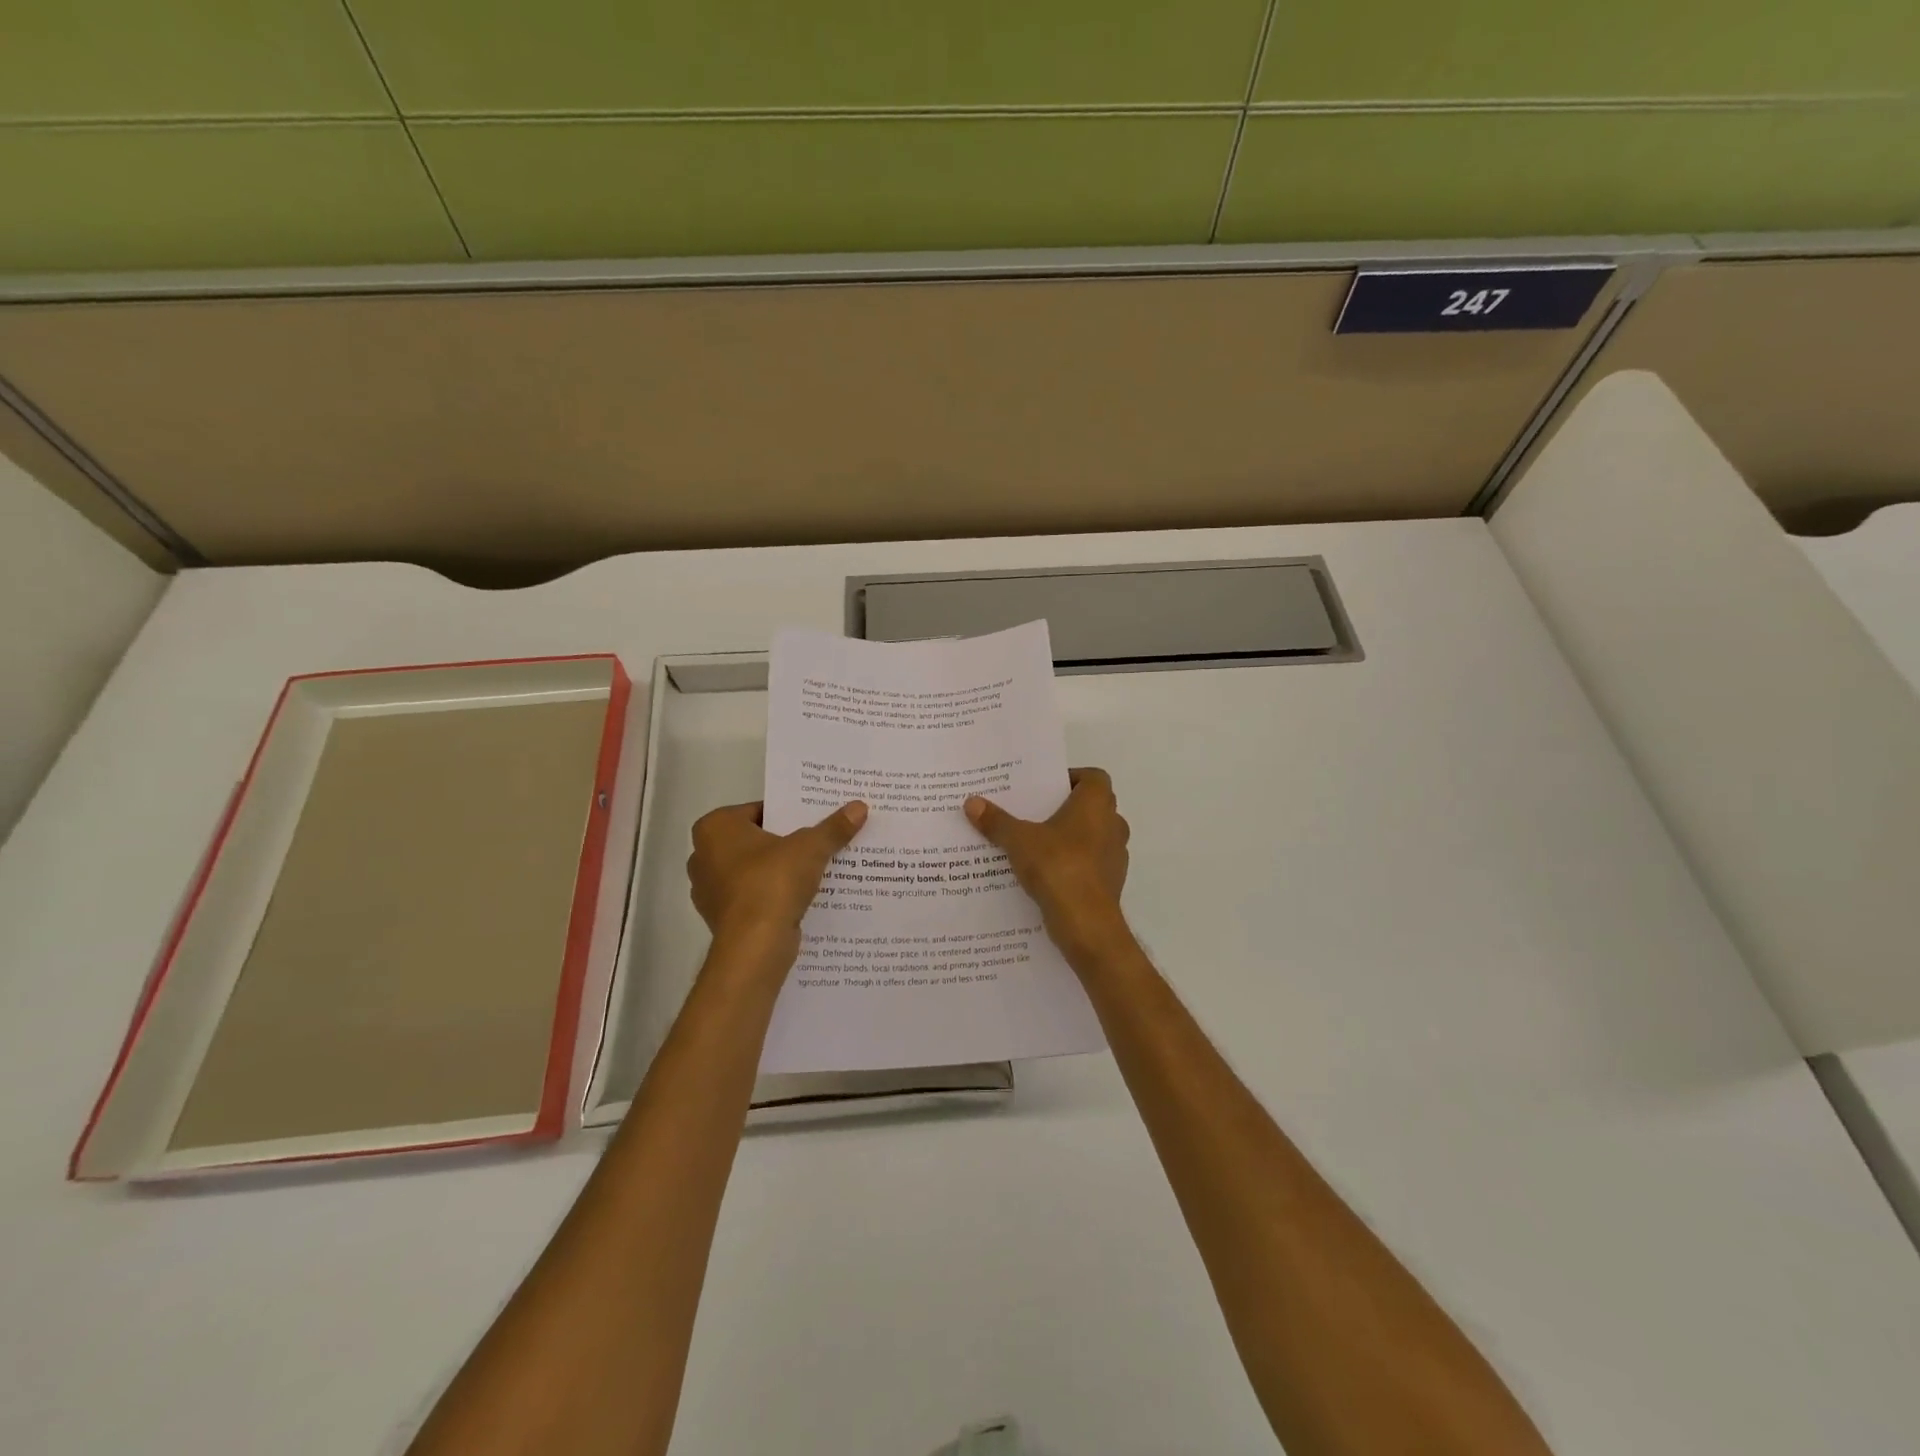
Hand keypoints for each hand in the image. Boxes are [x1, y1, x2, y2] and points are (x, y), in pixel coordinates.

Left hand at [687, 800, 867, 957]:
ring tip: (816, 869)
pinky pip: (753, 897)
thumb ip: (833, 827)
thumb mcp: (811, 848)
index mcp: (715, 828)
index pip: (759, 810)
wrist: (755, 946)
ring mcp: (709, 890)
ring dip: (779, 871)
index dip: (789, 813)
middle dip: (785, 843)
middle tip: (819, 840)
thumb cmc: (772, 882)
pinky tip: (801, 897)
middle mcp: (703, 856)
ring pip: (754, 870)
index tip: (815, 820)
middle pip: (756, 841)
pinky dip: (773, 896)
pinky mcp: (722, 918)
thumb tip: (859, 807)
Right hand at [965, 767, 1129, 965]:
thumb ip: (996, 821)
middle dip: (1066, 808)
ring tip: (1037, 845)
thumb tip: (971, 802)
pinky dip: (1075, 864)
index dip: (1072, 778)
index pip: (1094, 777)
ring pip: (1094, 836)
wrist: (1087, 924)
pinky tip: (1047, 874)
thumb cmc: (1058, 867)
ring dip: (1072, 838)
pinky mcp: (1111, 882)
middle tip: (1034, 813)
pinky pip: (1092, 864)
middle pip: (1093, 806)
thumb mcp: (1019, 841)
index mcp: (1096, 804)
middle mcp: (1113, 824)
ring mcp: (1116, 855)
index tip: (1046, 789)